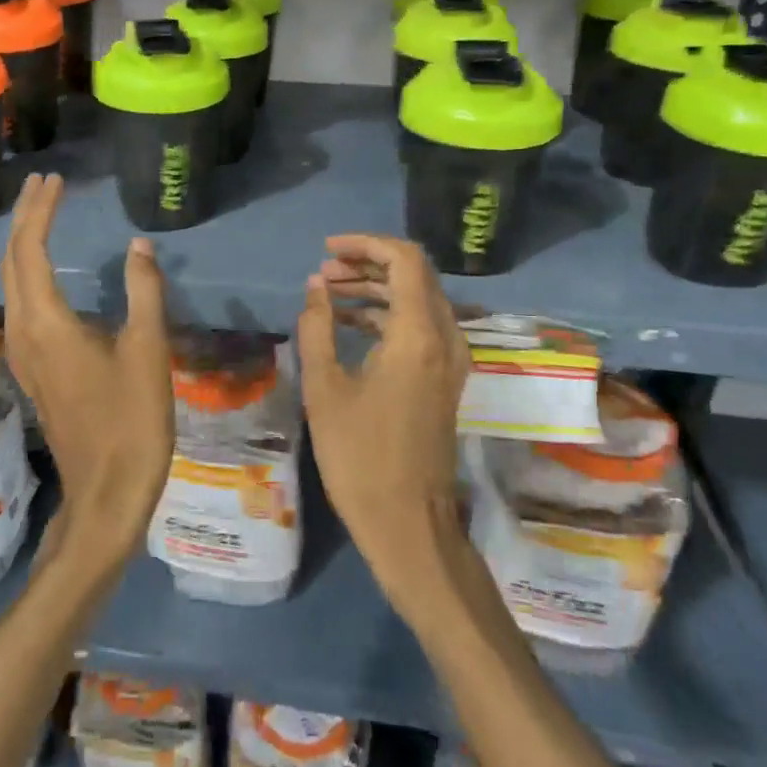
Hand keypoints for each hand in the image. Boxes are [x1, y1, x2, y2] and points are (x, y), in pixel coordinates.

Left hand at [1, 173, 173, 568]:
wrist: (107, 492)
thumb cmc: (132, 421)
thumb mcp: (148, 351)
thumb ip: (143, 292)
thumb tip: (138, 245)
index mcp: (47, 323)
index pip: (30, 250)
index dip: (39, 211)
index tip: (54, 179)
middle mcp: (24, 332)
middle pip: (11, 262)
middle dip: (23, 218)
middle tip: (44, 184)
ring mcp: (25, 353)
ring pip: (11, 283)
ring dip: (22, 244)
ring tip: (42, 214)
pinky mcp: (35, 369)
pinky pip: (20, 304)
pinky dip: (28, 271)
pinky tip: (46, 269)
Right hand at [297, 234, 471, 603]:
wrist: (408, 522)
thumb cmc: (360, 455)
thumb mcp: (325, 387)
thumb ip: (318, 327)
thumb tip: (316, 286)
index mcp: (419, 334)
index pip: (405, 260)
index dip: (366, 244)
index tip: (327, 249)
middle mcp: (445, 338)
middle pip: (414, 275)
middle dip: (367, 264)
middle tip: (324, 272)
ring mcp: (450, 360)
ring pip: (418, 300)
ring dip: (376, 288)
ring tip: (328, 292)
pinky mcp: (445, 379)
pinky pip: (420, 326)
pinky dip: (387, 314)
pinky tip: (349, 322)